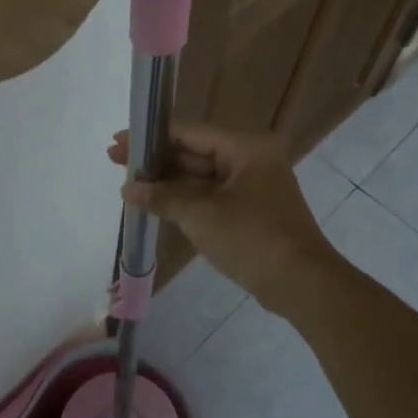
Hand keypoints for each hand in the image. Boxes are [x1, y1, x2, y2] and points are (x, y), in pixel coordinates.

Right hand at [108, 124, 337, 307]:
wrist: (301, 284)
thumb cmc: (252, 239)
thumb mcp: (201, 215)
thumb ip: (162, 196)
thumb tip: (128, 188)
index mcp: (247, 148)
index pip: (190, 132)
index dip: (151, 136)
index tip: (118, 141)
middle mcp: (252, 160)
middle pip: (195, 152)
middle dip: (156, 160)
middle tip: (115, 162)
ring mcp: (253, 187)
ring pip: (201, 177)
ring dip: (167, 182)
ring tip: (129, 185)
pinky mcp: (251, 212)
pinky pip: (210, 197)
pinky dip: (185, 200)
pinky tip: (156, 203)